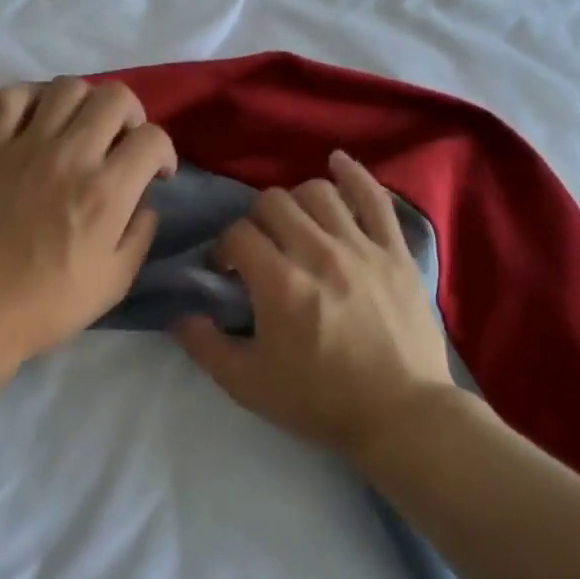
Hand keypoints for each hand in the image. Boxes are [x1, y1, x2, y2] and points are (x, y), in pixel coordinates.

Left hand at [0, 77, 177, 367]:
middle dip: (132, 117)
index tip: (156, 173)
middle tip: (122, 144)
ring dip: (86, 102)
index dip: (164, 152)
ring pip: (67, 86)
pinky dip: (30, 98)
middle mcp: (69, 156)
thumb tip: (144, 202)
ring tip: (80, 129)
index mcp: (106, 193)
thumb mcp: (114, 282)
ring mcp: (23, 147)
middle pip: (115, 98)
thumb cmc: (47, 306)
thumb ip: (140, 234)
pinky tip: (36, 120)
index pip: (152, 139)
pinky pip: (9, 96)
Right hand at [175, 152, 461, 459]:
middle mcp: (318, 253)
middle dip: (255, 222)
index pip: (237, 235)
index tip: (227, 272)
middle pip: (273, 203)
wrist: (400, 414)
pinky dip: (353, 175)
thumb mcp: (248, 385)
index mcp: (279, 284)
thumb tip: (179, 317)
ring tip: (295, 227)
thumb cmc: (320, 401)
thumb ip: (206, 347)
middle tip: (260, 250)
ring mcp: (362, 248)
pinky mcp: (395, 251)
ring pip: (318, 193)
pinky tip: (337, 164)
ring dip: (296, 203)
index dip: (223, 249)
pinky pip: (375, 198)